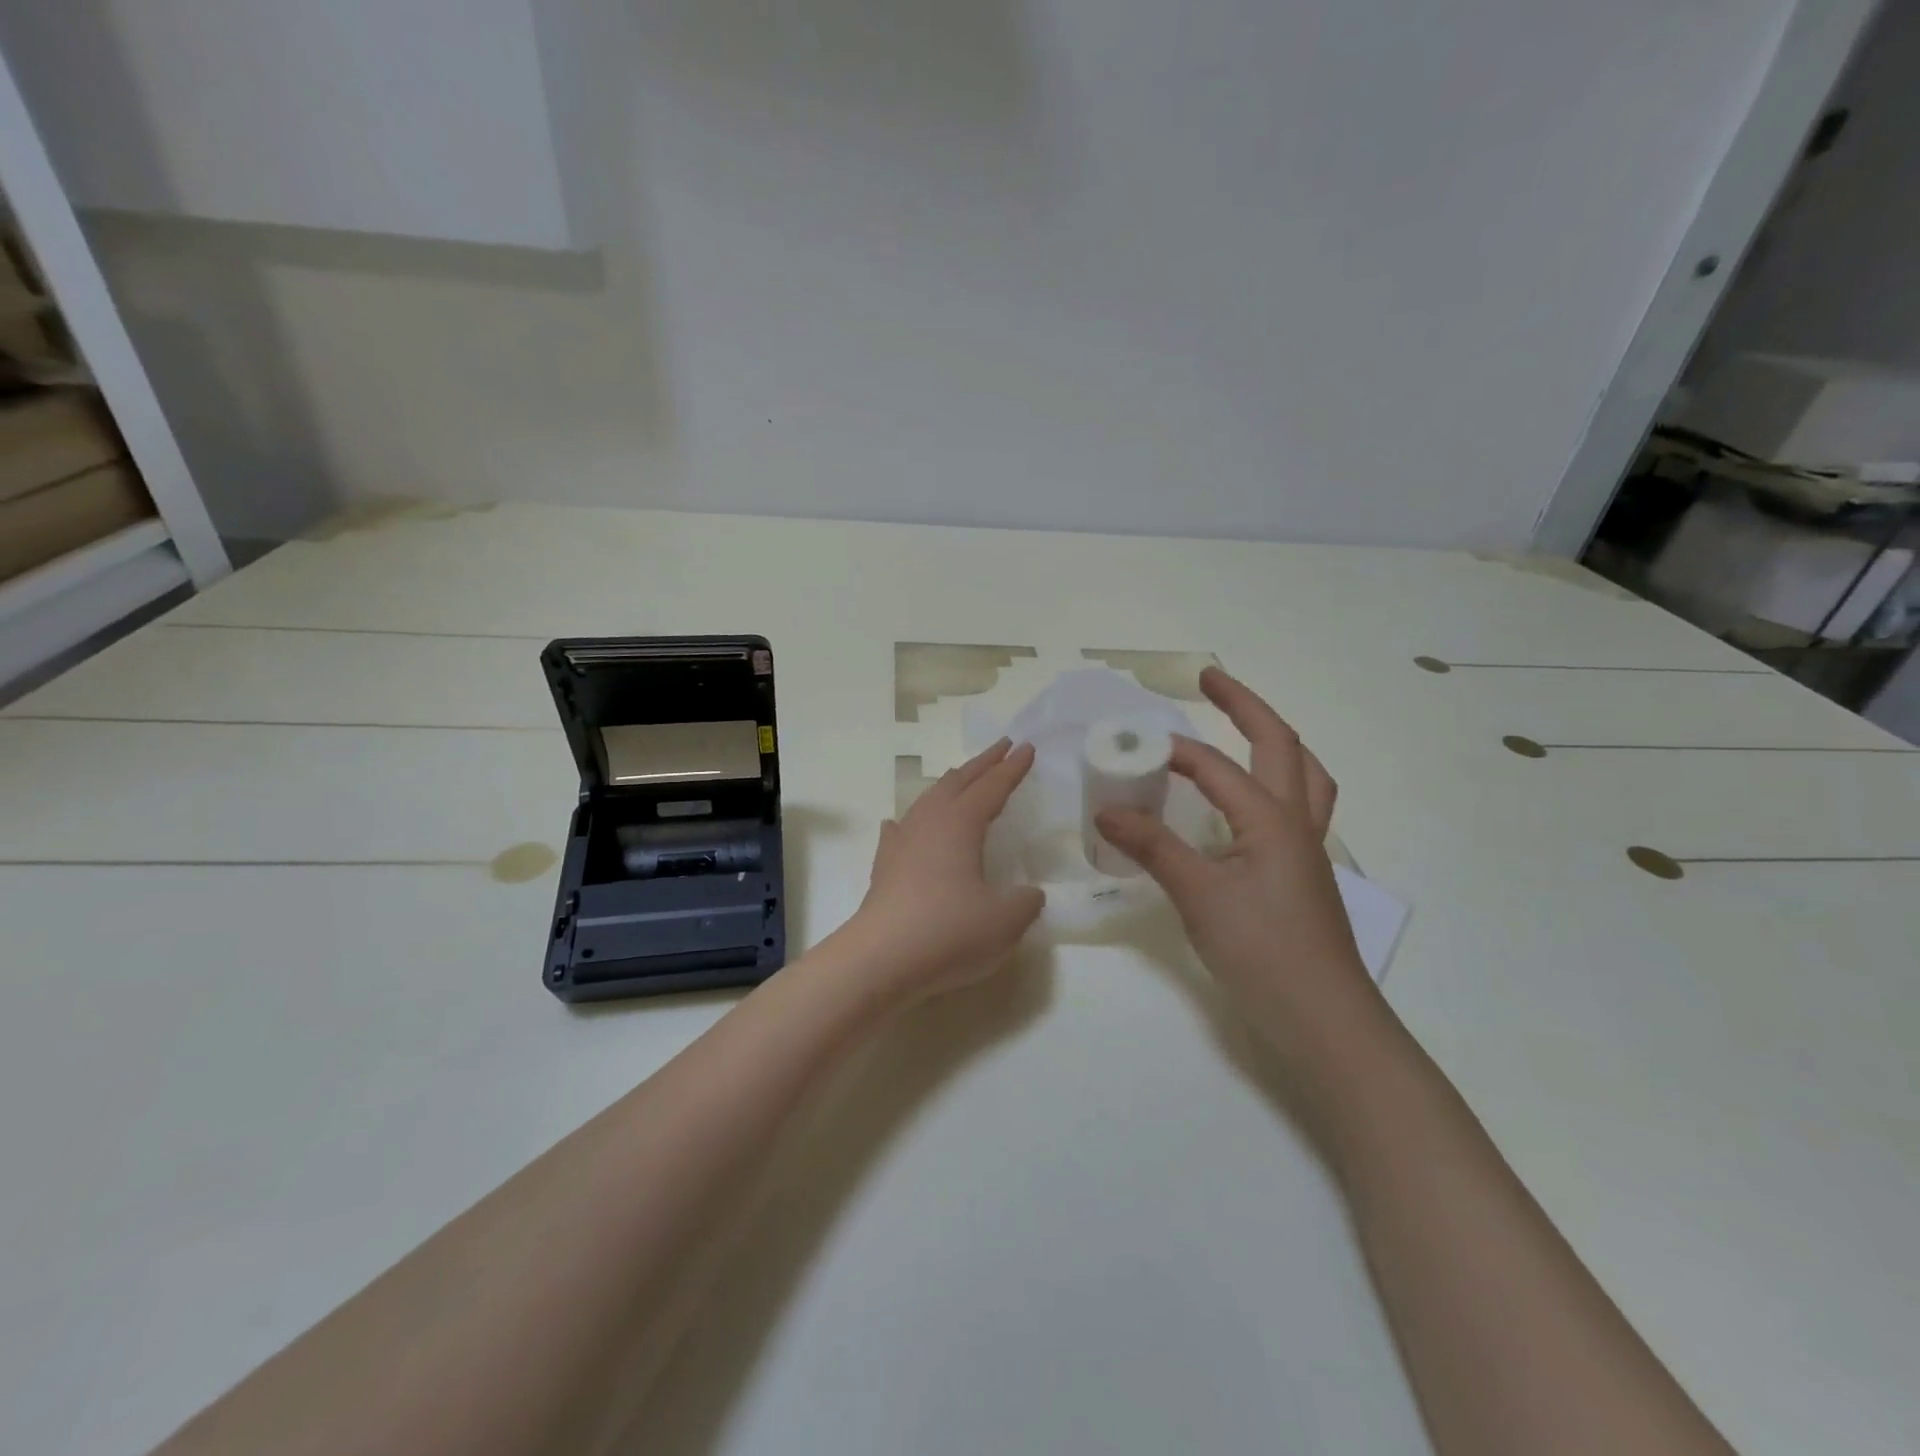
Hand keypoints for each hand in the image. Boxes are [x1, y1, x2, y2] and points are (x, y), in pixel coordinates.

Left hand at [850, 739, 1045, 1001]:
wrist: (881, 959)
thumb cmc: (949, 931)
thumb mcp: (1005, 920)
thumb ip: (1025, 901)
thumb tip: (1028, 894)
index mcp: (961, 824)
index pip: (992, 787)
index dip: (1012, 768)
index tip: (1027, 748)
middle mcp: (929, 822)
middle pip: (958, 781)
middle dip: (982, 763)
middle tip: (1001, 747)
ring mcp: (901, 842)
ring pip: (928, 800)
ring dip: (950, 785)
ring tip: (961, 779)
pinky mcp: (884, 867)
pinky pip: (900, 831)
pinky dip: (910, 822)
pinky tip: (902, 825)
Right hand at [1096, 667, 1380, 1072]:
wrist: (1323, 1018)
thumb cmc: (1263, 951)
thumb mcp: (1199, 896)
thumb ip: (1154, 847)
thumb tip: (1108, 808)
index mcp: (1271, 819)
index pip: (1215, 767)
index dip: (1172, 750)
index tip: (1130, 745)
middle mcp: (1296, 821)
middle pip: (1281, 744)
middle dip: (1245, 705)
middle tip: (1209, 680)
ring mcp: (1307, 848)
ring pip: (1303, 774)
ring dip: (1274, 741)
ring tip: (1244, 727)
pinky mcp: (1304, 873)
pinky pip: (1296, 805)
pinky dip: (1274, 781)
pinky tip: (1247, 801)